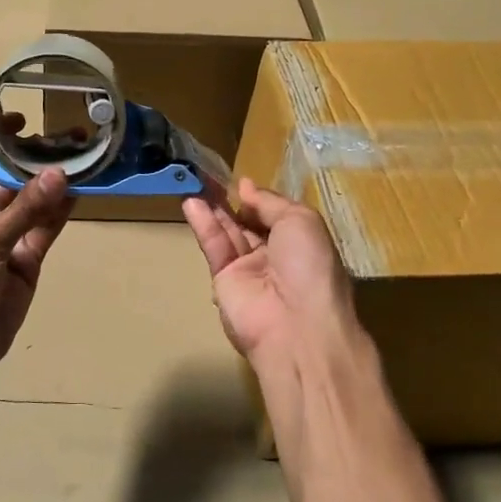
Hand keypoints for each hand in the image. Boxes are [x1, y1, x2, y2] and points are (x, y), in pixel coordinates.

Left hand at [0, 121, 71, 381]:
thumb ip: (24, 209)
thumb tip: (59, 174)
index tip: (18, 113)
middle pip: (6, 174)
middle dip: (31, 156)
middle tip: (66, 136)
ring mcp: (4, 235)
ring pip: (30, 200)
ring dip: (51, 182)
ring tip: (81, 158)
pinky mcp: (25, 259)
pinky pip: (44, 228)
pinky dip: (60, 212)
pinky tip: (81, 192)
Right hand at [182, 179, 363, 373]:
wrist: (295, 324)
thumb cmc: (309, 265)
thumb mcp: (300, 220)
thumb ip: (269, 202)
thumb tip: (246, 187)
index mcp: (301, 243)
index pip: (275, 216)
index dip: (259, 200)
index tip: (240, 183)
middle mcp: (275, 256)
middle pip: (248, 224)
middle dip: (231, 202)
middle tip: (208, 177)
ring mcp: (249, 270)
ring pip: (228, 234)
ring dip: (213, 210)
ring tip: (194, 183)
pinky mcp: (224, 281)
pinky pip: (215, 248)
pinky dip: (204, 226)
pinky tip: (192, 204)